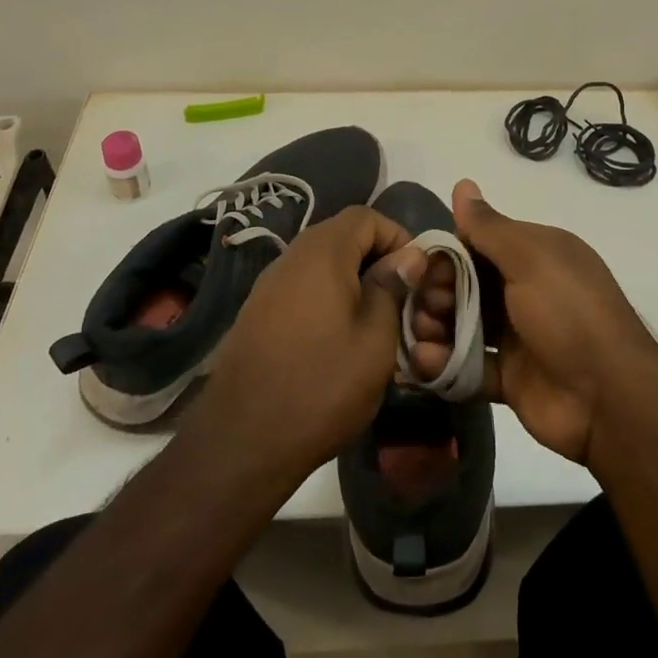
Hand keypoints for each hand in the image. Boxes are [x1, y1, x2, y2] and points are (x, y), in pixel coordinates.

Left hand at [187, 206, 423, 480]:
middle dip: (376, 259)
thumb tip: (408, 256)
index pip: (366, 216)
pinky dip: (326, 299)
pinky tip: (337, 339)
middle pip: (342, 236)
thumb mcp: (376, 338)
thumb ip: (393, 287)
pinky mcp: (256, 313)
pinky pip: (301, 288)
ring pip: (321, 264)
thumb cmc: (322, 384)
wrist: (242, 440)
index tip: (416, 275)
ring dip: (352, 281)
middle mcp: (291, 256)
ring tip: (373, 323)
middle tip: (400, 300)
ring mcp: (268, 284)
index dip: (398, 236)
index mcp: (322, 252)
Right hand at [442, 179, 657, 465]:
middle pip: (466, 284)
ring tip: (422, 337)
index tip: (423, 268)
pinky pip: (469, 365)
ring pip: (463, 324)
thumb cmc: (568, 313)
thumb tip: (462, 182)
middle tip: (425, 307)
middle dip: (437, 293)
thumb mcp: (530, 258)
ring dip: (435, 327)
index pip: (479, 244)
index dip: (448, 253)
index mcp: (536, 255)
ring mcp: (518, 336)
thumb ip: (489, 227)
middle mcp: (525, 290)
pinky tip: (427, 363)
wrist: (609, 399)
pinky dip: (446, 364)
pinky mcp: (510, 377)